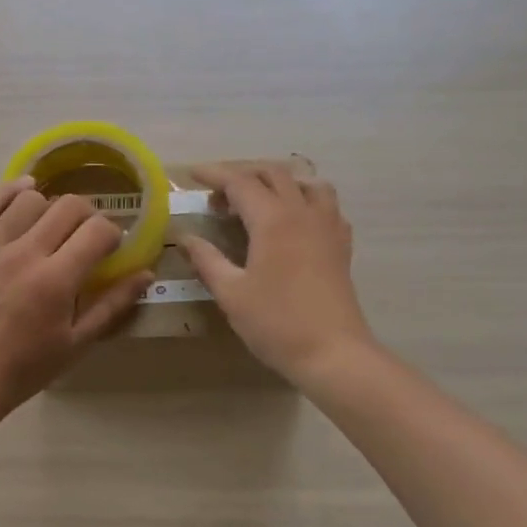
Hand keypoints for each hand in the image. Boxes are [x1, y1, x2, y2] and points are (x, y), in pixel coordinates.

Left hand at [0, 178, 153, 414]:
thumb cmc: (26, 367)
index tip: (111, 248)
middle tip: (87, 236)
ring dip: (50, 206)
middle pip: (68, 207)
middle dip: (88, 215)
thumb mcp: (77, 343)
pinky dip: (6, 192)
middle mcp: (26, 254)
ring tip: (53, 225)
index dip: (113, 234)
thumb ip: (112, 306)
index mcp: (57, 280)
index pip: (97, 231)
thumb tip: (146, 274)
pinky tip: (24, 191)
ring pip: (30, 200)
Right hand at [181, 165, 376, 383]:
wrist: (333, 352)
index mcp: (273, 220)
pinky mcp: (341, 244)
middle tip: (218, 196)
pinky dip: (305, 199)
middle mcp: (302, 212)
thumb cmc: (277, 323)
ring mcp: (327, 226)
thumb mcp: (231, 293)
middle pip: (273, 174)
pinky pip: (326, 205)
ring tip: (258, 200)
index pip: (240, 182)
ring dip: (278, 182)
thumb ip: (207, 260)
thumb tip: (185, 237)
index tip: (191, 175)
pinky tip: (294, 221)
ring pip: (305, 183)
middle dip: (242, 175)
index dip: (214, 174)